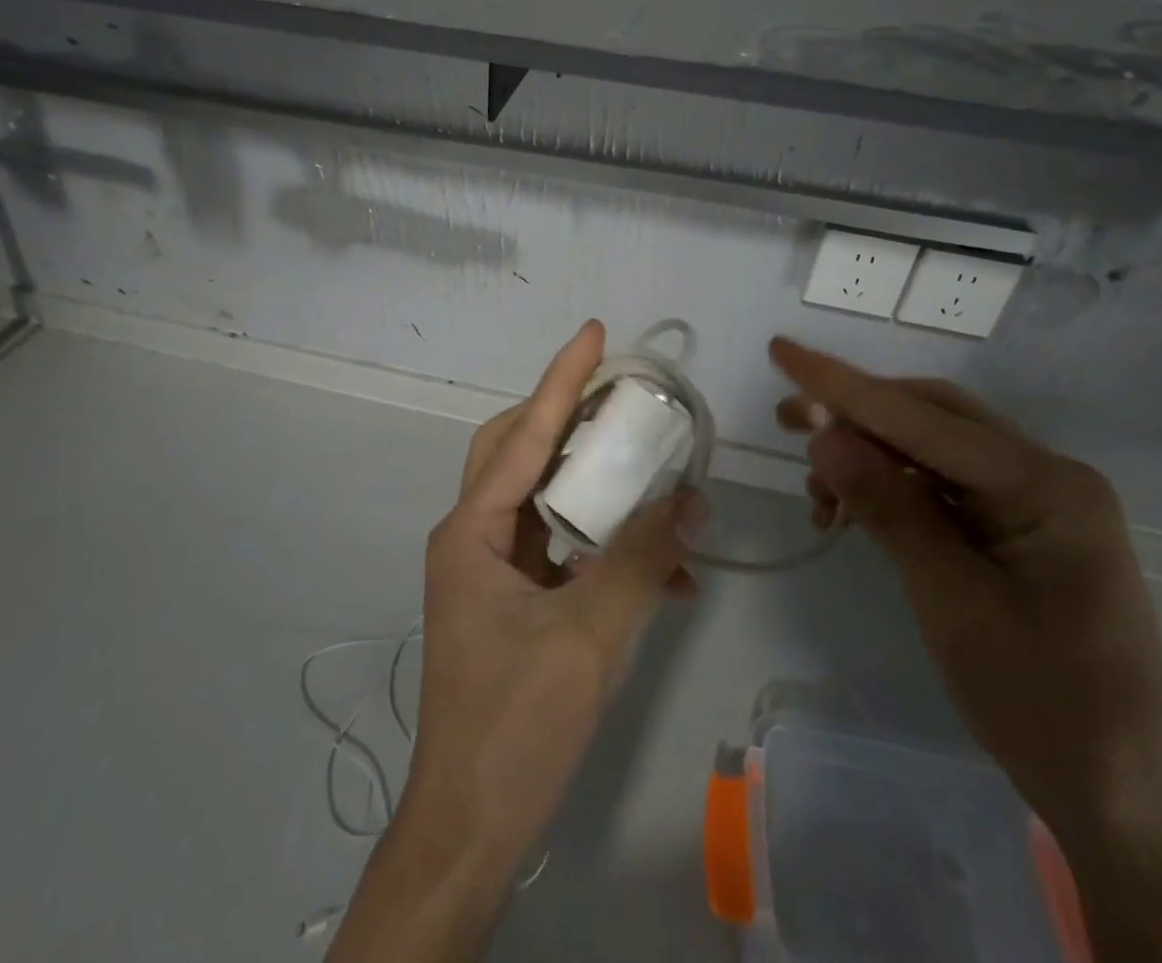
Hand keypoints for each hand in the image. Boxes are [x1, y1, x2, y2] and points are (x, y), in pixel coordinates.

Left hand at [329, 321, 702, 961]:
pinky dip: (603, 543)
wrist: (471, 828)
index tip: (593, 333)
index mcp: (473, 531)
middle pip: (519, 452)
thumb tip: (690, 499)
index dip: (562, 381)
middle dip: (567, 418)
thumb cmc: (515, 727)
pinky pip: (560, 548)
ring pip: (542, 497)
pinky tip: (660, 565)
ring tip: (646, 464)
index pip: (523, 436)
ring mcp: (492, 570)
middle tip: (619, 396)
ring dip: (593, 482)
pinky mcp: (513, 602)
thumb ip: (640, 561)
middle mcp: (474, 537)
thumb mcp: (587, 638)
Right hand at [770, 337, 1161, 962]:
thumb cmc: (1042, 702)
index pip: (922, 417)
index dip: (843, 384)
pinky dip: (892, 489)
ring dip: (870, 456)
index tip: (781, 350)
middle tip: (787, 422)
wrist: (1128, 806)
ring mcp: (1036, 504)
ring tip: (817, 489)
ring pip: (933, 450)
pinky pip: (944, 487)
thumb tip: (823, 433)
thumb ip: (889, 506)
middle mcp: (1045, 476)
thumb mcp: (951, 600)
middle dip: (855, 414)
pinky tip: (854, 511)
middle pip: (931, 419)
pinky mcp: (1021, 532)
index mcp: (1044, 484)